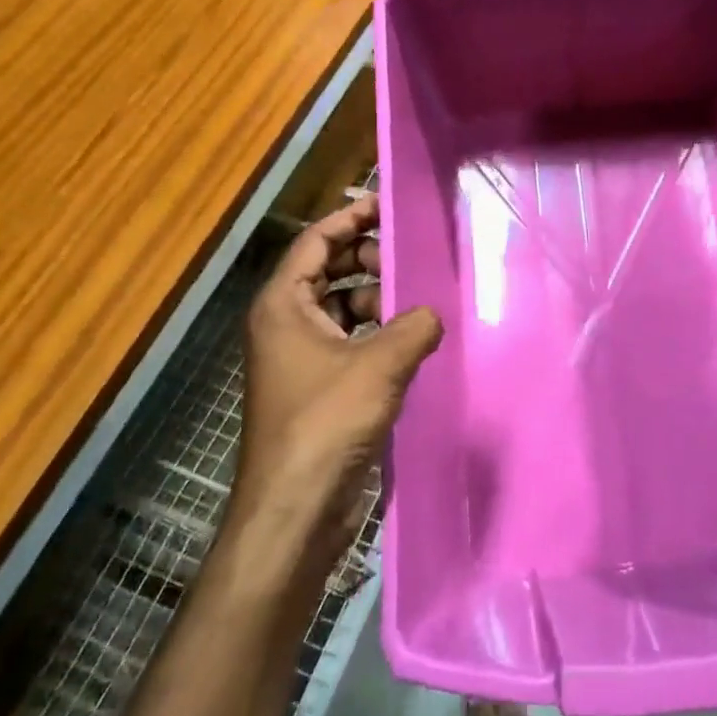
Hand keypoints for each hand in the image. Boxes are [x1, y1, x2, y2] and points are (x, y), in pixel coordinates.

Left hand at [240, 194, 441, 551]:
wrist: (294, 510)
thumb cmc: (326, 423)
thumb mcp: (380, 364)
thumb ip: (415, 326)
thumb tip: (434, 313)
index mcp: (283, 305)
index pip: (315, 242)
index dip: (349, 218)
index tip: (386, 205)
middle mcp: (284, 324)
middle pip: (327, 272)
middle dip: (367, 259)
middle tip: (410, 255)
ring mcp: (298, 358)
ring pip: (340, 309)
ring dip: (376, 300)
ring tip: (418, 301)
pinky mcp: (316, 388)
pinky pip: (348, 342)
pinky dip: (375, 334)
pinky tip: (410, 342)